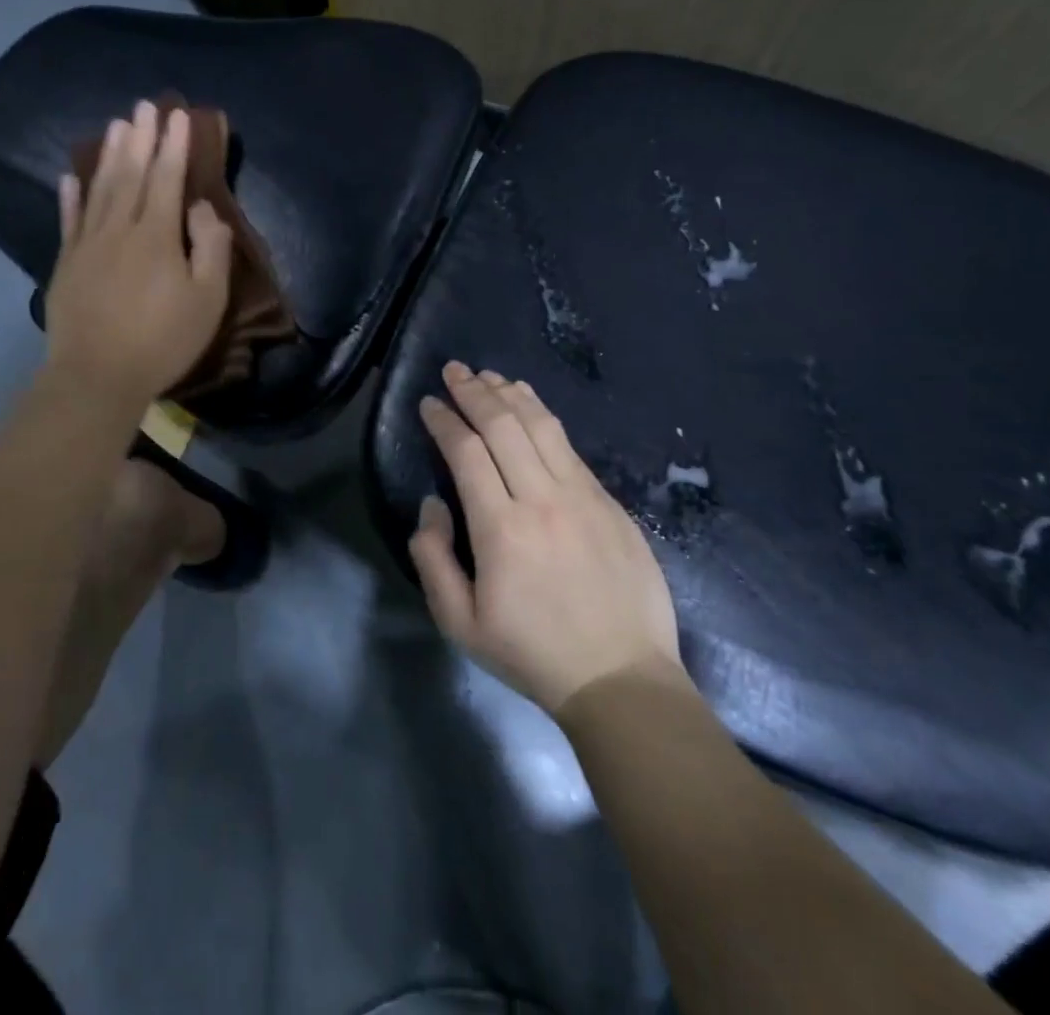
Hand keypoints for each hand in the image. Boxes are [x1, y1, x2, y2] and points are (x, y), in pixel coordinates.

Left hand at [42, 101, 233, 405]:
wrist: (97, 376)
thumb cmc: (163, 340)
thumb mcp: (208, 300)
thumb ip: (211, 248)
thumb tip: (203, 208)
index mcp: (156, 235)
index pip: (166, 178)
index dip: (173, 145)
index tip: (178, 116)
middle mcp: (119, 229)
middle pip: (130, 174)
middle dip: (139, 138)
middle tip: (143, 105)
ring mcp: (87, 245)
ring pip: (99, 190)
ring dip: (108, 155)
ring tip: (115, 126)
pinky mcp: (66, 264)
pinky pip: (68, 220)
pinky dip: (70, 196)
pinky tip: (70, 177)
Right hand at [409, 362, 686, 715]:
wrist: (621, 679)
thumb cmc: (533, 654)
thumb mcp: (460, 624)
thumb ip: (433, 559)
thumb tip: (433, 505)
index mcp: (502, 529)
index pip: (467, 452)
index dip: (444, 421)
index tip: (429, 403)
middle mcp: (542, 499)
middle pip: (503, 426)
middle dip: (473, 392)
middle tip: (454, 370)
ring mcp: (582, 496)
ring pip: (541, 426)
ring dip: (510, 394)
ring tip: (488, 375)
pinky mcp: (609, 502)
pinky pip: (569, 446)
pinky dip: (543, 416)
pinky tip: (530, 404)